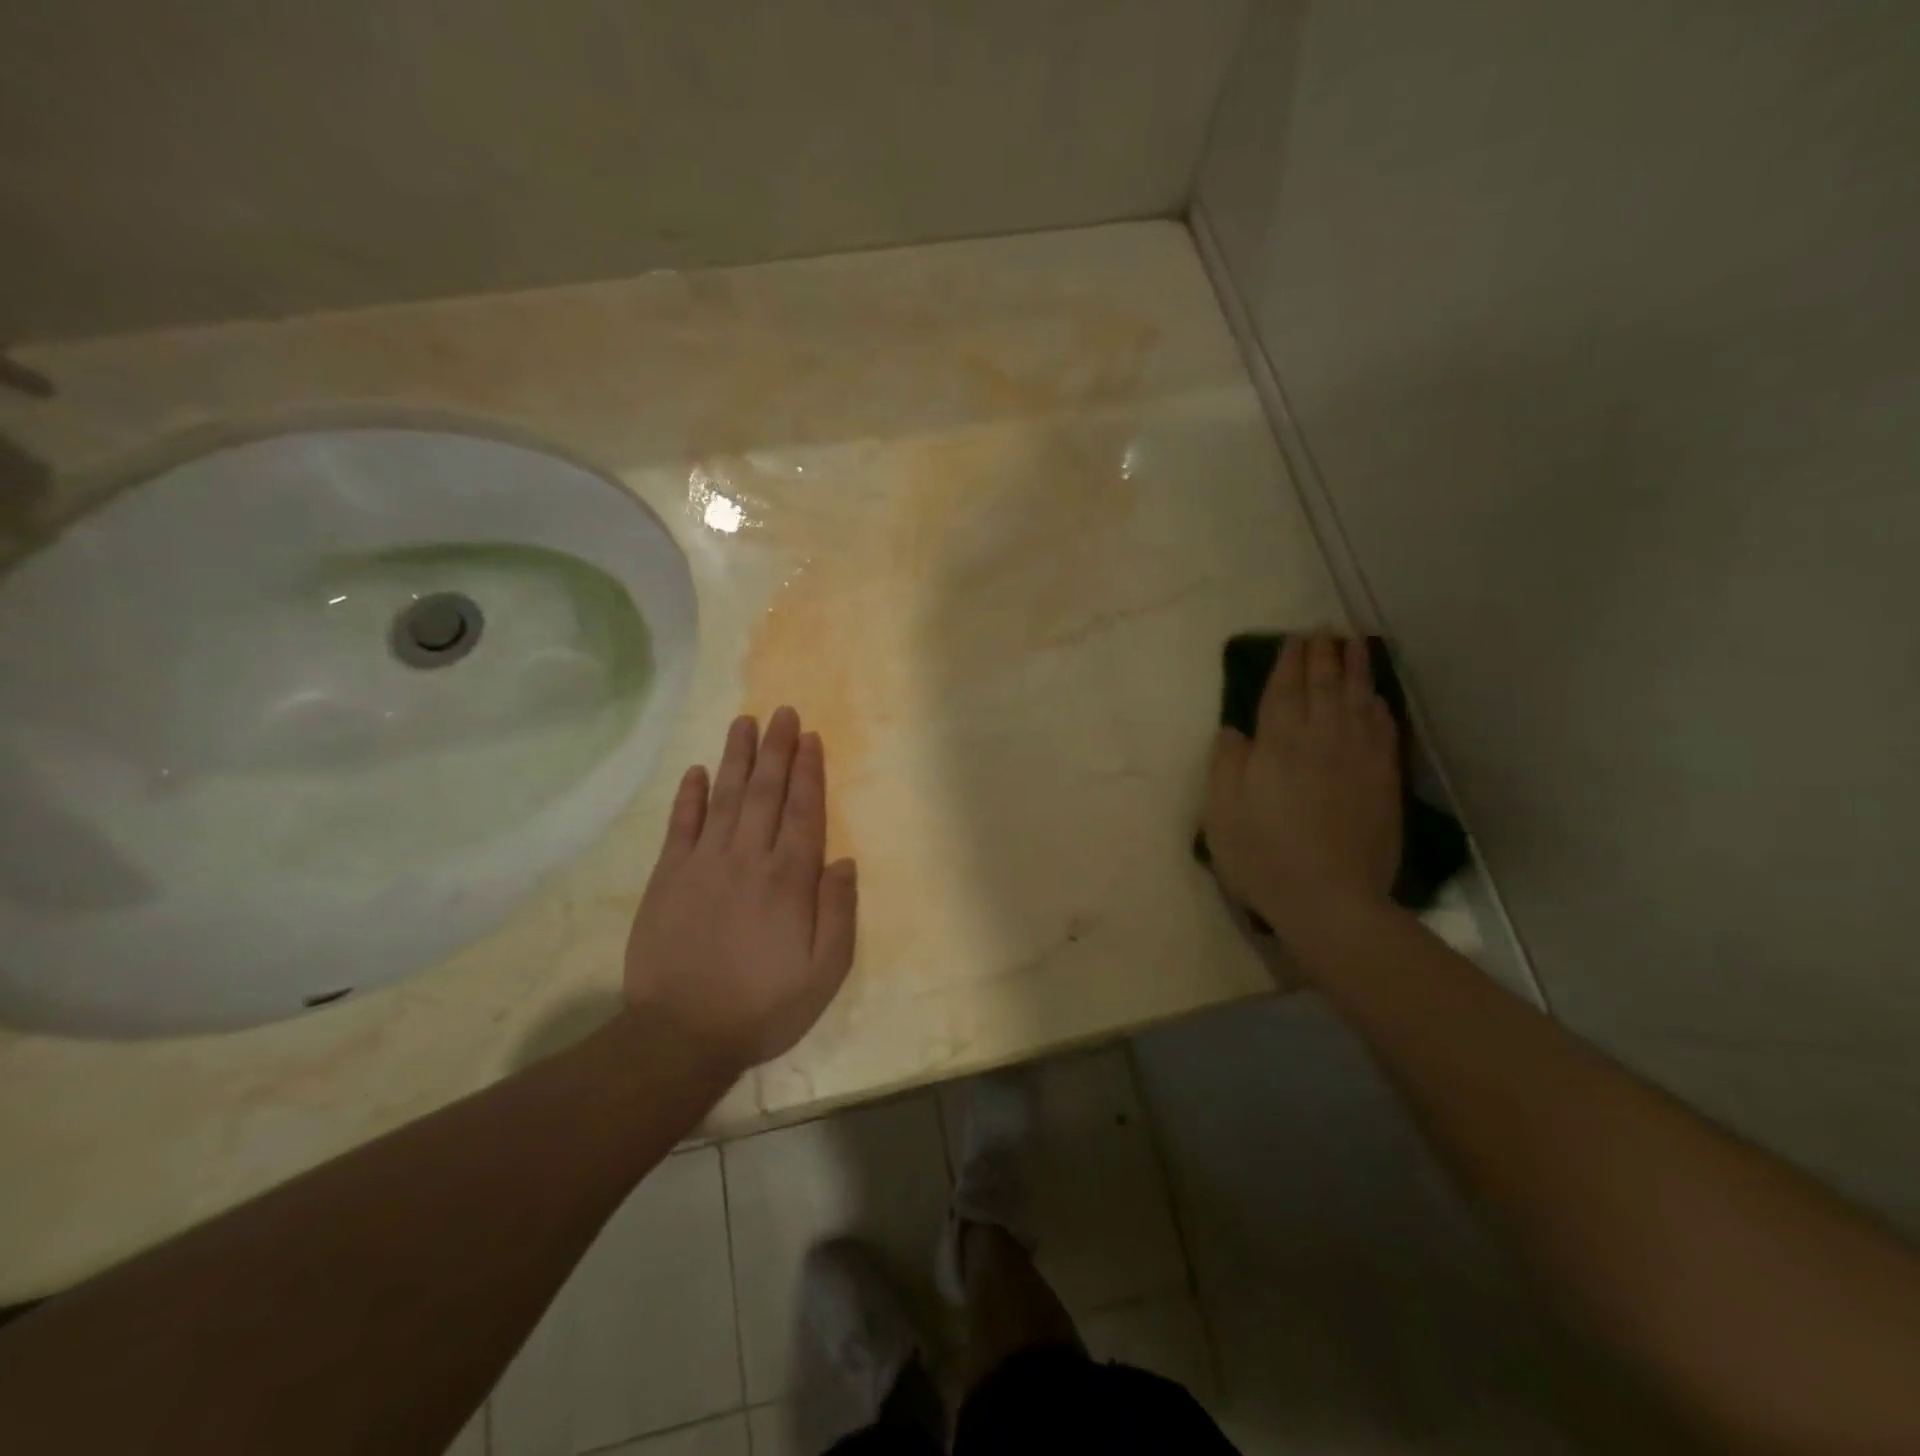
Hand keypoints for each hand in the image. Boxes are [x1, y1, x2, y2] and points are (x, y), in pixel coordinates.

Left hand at [623, 707, 857, 1072]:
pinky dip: (689, 795)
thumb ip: (838, 912)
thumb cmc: (763, 1005)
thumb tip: (844, 860)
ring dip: (737, 758)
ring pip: (725, 797)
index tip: (811, 738)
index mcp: (789, 879)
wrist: (681, 1034)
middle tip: (782, 713)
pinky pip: (681, 825)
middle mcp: (748, 858)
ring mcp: (704, 863)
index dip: (809, 771)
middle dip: (777, 749)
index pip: (804, 811)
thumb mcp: (824, 972)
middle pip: (766, 792)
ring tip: (744, 723)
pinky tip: (696, 770)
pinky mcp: (669, 877)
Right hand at [1203, 633, 1401, 942]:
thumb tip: (1234, 730)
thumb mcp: (1221, 813)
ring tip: (1354, 645)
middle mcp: (1321, 740)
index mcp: (1278, 745)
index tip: (1294, 639)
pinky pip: (1383, 730)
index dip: (1288, 662)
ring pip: (1357, 700)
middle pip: (1323, 686)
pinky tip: (1377, 698)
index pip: (1284, 691)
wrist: (1330, 901)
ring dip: (1355, 668)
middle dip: (1322, 655)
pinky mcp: (1383, 781)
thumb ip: (1226, 764)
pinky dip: (1379, 706)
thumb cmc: (1263, 856)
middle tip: (1324, 631)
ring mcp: (1357, 759)